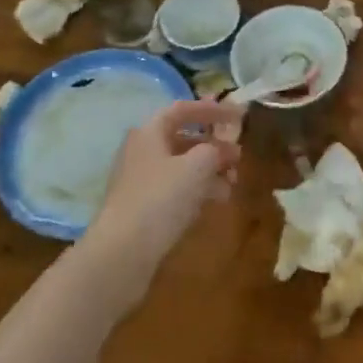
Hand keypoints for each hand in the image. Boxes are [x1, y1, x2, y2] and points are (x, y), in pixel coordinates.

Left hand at [81, 98, 244, 300]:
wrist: (123, 252)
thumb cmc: (161, 198)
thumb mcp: (197, 166)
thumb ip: (215, 150)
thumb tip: (221, 150)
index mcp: (150, 132)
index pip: (183, 109)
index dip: (212, 109)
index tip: (238, 116)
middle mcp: (142, 151)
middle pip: (183, 138)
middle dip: (214, 145)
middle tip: (239, 156)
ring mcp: (141, 181)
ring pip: (182, 166)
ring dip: (210, 169)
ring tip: (233, 182)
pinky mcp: (144, 207)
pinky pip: (176, 189)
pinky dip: (198, 189)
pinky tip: (216, 200)